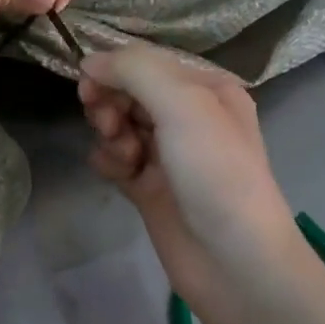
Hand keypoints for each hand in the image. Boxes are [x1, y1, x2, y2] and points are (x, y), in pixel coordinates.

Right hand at [78, 44, 303, 318]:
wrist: (235, 262)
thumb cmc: (216, 172)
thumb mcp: (183, 104)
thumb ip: (135, 70)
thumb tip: (89, 61)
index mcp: (206, 88)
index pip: (146, 62)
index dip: (113, 69)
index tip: (88, 86)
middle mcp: (188, 116)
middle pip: (128, 91)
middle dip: (110, 103)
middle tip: (108, 124)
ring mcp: (168, 153)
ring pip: (118, 124)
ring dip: (110, 134)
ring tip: (125, 158)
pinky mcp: (150, 186)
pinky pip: (115, 159)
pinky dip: (109, 162)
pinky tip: (119, 176)